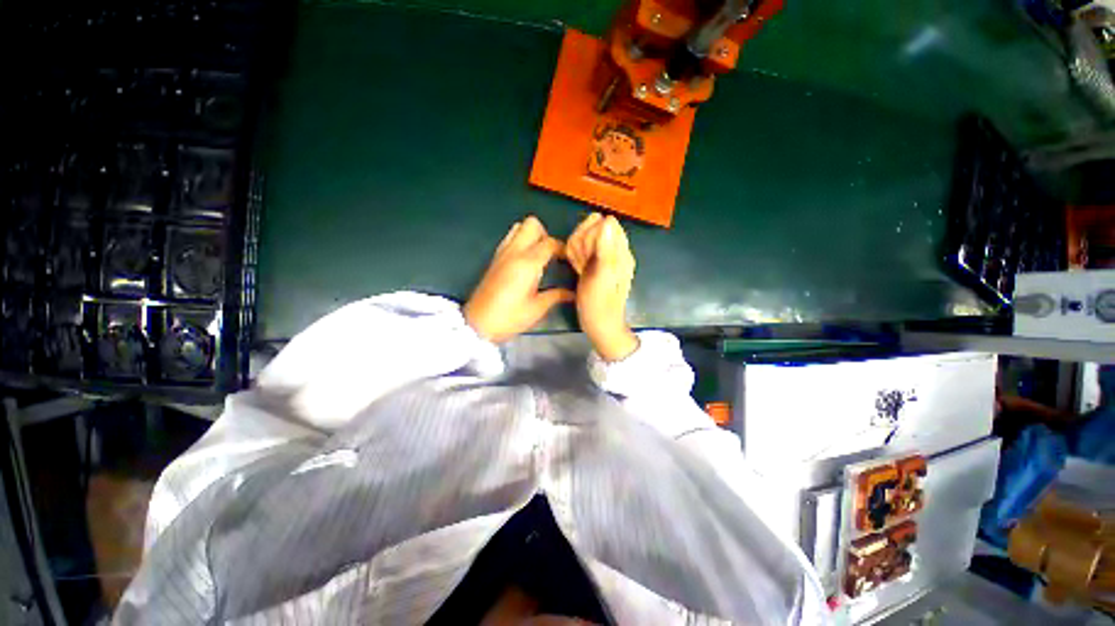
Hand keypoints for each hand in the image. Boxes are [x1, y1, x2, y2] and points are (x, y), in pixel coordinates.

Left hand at [464, 216, 573, 342]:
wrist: (478, 324)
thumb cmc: (509, 318)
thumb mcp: (537, 309)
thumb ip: (556, 296)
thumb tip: (572, 293)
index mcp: (527, 263)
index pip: (550, 242)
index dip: (562, 248)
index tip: (568, 259)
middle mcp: (514, 252)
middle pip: (532, 224)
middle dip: (545, 234)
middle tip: (551, 253)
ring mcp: (502, 253)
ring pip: (518, 227)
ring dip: (531, 235)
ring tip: (538, 255)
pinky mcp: (494, 258)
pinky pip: (509, 238)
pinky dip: (520, 241)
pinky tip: (525, 260)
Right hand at [566, 213, 638, 361]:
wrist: (600, 325)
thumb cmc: (601, 304)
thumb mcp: (603, 277)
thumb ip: (606, 249)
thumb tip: (608, 220)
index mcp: (621, 251)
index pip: (605, 223)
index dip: (591, 235)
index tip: (588, 255)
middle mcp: (614, 250)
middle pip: (592, 228)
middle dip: (581, 244)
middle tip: (583, 265)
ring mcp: (602, 256)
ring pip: (583, 238)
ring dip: (576, 251)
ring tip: (580, 269)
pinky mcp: (593, 263)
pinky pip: (579, 249)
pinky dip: (575, 257)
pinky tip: (578, 270)